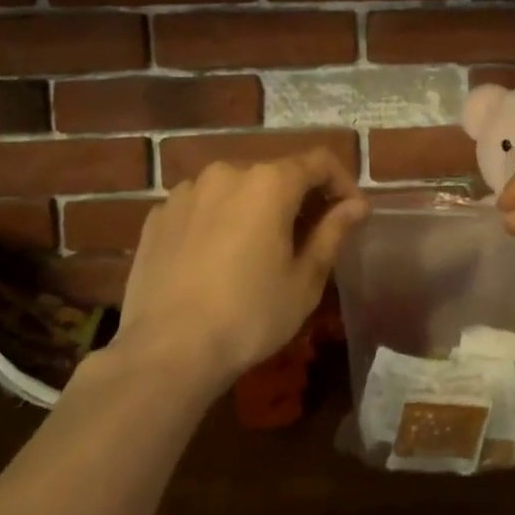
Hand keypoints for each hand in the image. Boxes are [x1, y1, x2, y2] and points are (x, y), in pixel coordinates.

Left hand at [114, 152, 368, 395]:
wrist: (166, 352)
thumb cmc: (249, 315)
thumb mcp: (305, 280)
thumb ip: (333, 232)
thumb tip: (356, 205)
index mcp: (269, 182)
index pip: (319, 162)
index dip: (342, 183)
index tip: (351, 213)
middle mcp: (227, 173)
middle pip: (275, 173)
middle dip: (299, 198)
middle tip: (309, 238)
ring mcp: (187, 192)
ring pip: (236, 189)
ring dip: (255, 208)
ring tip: (258, 250)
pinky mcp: (158, 216)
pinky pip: (201, 207)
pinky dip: (218, 221)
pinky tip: (216, 260)